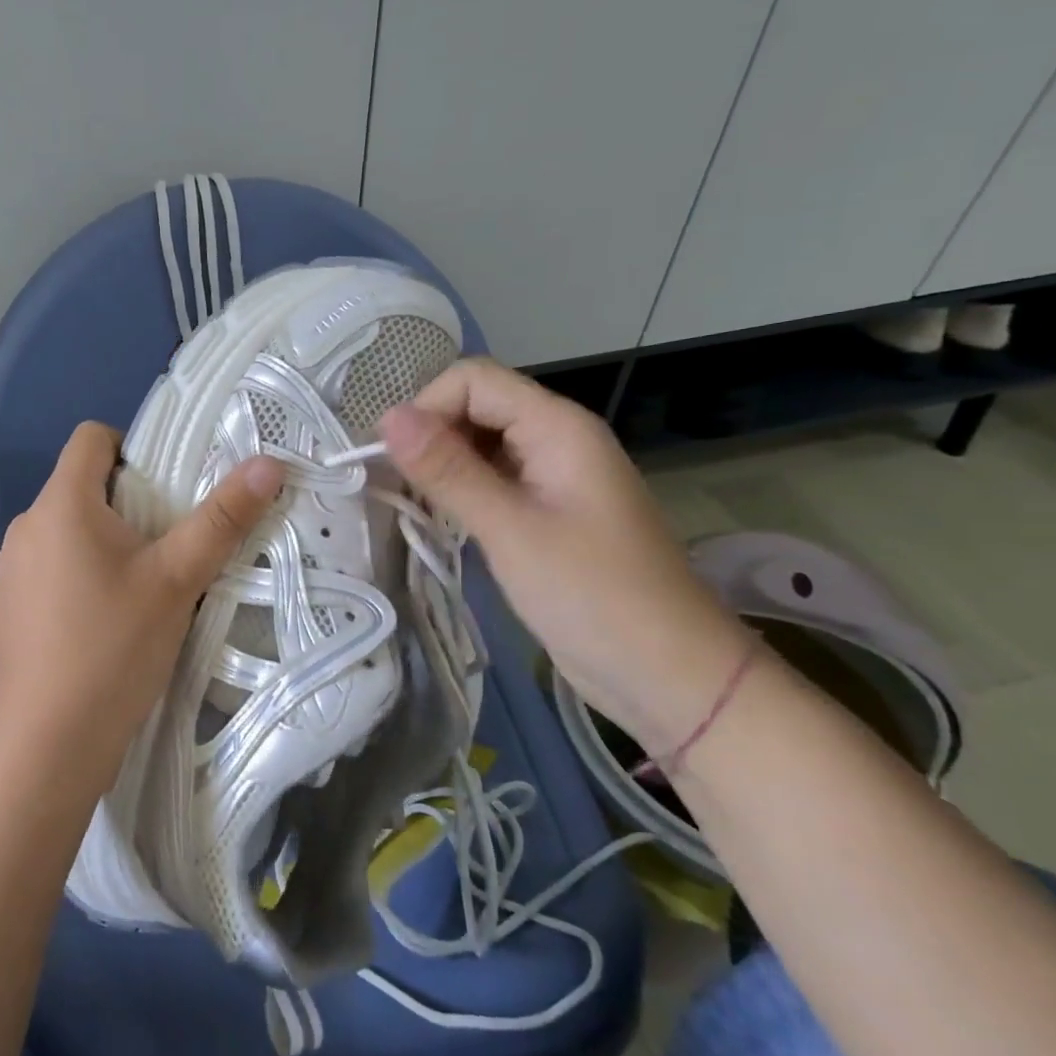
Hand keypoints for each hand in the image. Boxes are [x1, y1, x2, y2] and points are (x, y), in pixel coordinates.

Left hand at [0, 422, 283, 775]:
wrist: (50, 743)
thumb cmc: (116, 647)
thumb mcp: (179, 579)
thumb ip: (223, 518)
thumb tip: (269, 463)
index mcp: (62, 504)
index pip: (91, 437)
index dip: (131, 447)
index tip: (164, 488)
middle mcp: (26, 526)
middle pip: (80, 486)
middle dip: (125, 503)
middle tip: (167, 544)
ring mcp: (8, 569)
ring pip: (65, 531)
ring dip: (101, 543)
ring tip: (138, 588)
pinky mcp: (5, 608)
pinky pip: (47, 569)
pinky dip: (75, 577)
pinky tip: (99, 625)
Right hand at [380, 359, 749, 746]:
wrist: (668, 676)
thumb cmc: (593, 597)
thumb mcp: (510, 530)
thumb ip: (447, 470)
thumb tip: (387, 417)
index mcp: (558, 427)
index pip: (473, 380)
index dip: (426, 407)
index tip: (392, 459)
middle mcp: (556, 438)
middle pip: (476, 406)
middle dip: (430, 435)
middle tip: (396, 487)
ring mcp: (552, 476)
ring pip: (480, 443)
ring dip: (441, 464)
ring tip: (412, 505)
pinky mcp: (546, 510)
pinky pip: (492, 478)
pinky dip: (460, 490)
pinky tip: (441, 520)